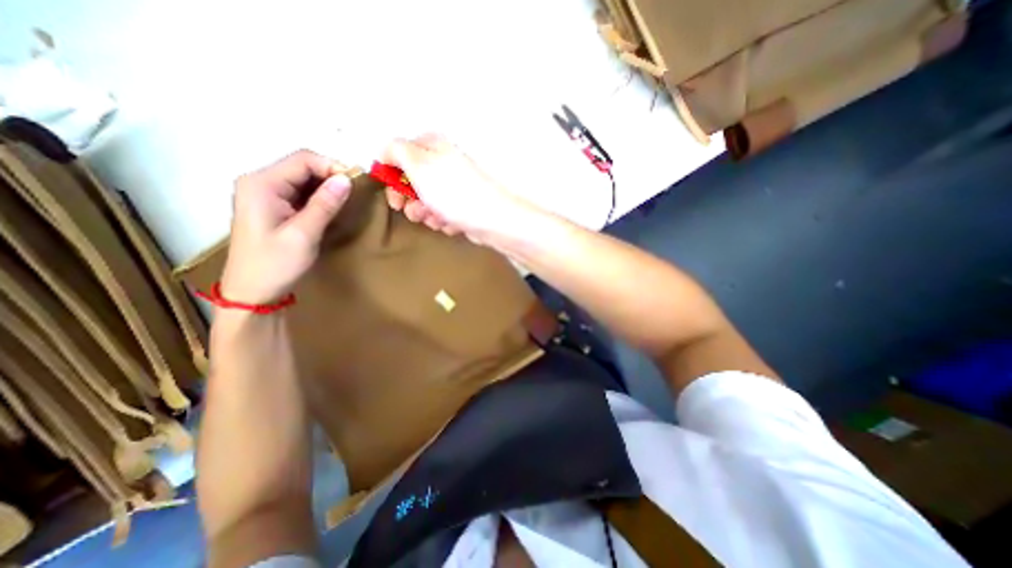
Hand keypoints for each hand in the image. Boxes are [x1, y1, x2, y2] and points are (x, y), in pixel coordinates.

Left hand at [221, 148, 352, 303]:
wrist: (253, 291)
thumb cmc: (275, 264)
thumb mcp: (304, 234)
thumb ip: (324, 205)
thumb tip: (346, 180)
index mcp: (261, 184)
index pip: (303, 159)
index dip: (332, 166)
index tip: (356, 184)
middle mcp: (260, 182)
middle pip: (302, 166)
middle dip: (331, 175)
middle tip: (355, 194)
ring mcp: (265, 193)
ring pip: (303, 178)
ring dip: (327, 186)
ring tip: (347, 201)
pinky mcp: (273, 206)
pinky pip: (300, 192)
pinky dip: (319, 196)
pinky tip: (331, 208)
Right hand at [381, 134, 535, 242]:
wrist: (491, 219)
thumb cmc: (453, 192)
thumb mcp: (419, 164)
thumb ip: (396, 151)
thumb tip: (385, 152)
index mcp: (433, 146)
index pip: (400, 154)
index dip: (392, 175)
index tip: (393, 194)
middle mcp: (444, 163)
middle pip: (412, 181)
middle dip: (411, 200)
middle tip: (415, 211)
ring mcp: (454, 187)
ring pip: (426, 201)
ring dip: (427, 213)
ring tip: (438, 218)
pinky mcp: (462, 206)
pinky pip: (442, 213)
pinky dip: (443, 220)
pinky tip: (451, 224)